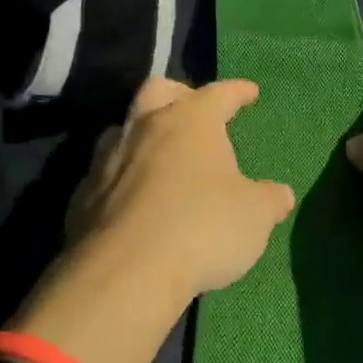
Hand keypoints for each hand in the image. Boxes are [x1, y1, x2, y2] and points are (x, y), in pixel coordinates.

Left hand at [67, 78, 294, 301]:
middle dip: (178, 93)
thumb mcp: (255, 217)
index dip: (236, 92)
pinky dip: (123, 178)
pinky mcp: (82, 196)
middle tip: (193, 107)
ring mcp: (106, 160)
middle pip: (157, 91)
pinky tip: (135, 200)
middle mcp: (143, 128)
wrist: (126, 271)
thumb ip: (269, 200)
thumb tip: (280, 194)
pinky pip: (105, 174)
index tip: (249, 92)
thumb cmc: (203, 228)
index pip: (218, 94)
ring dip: (143, 135)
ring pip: (124, 130)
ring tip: (160, 155)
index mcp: (189, 121)